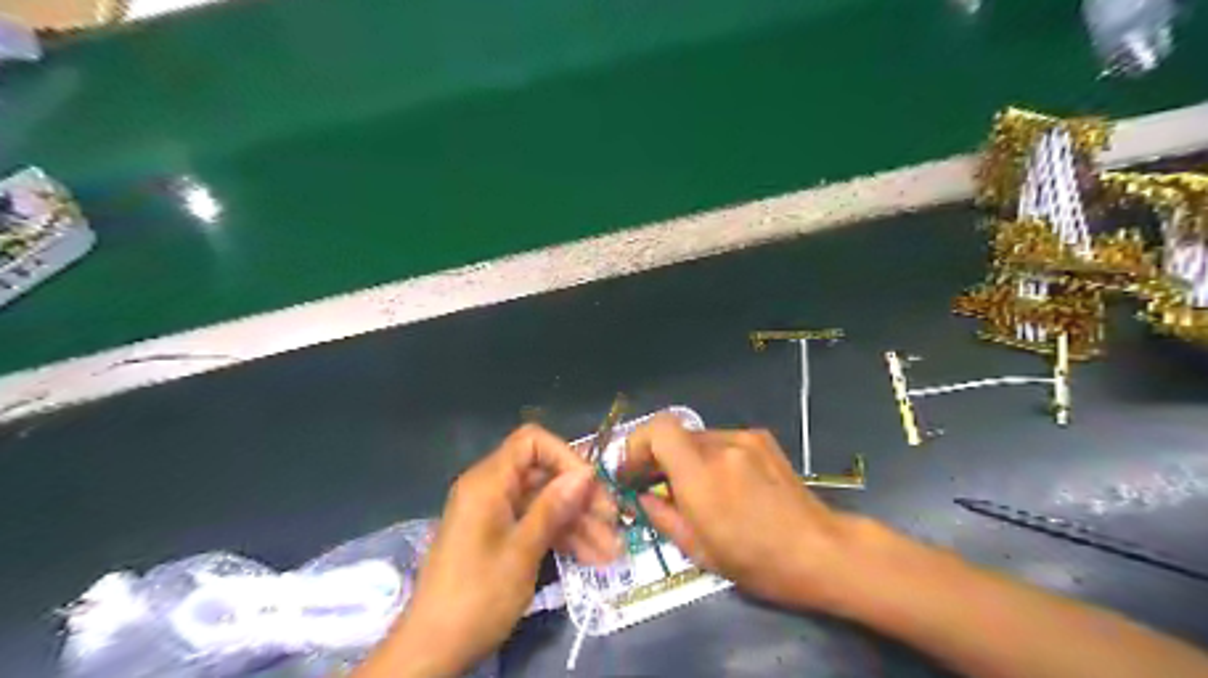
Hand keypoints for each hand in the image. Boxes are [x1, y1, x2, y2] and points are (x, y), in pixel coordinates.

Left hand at [362, 427, 616, 675]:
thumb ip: (554, 507)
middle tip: (613, 523)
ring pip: (545, 504)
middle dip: (581, 497)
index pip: (531, 442)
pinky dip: (562, 538)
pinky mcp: (500, 537)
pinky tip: (593, 558)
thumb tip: (585, 473)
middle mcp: (491, 489)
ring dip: (578, 524)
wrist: (433, 650)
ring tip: (612, 551)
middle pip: (544, 475)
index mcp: (488, 482)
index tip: (591, 485)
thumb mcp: (522, 551)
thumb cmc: (477, 596)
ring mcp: (495, 514)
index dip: (565, 456)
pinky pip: (535, 525)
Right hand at [621, 417, 867, 611]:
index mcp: (702, 475)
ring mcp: (745, 439)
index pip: (658, 429)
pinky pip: (720, 440)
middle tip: (651, 483)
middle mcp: (722, 447)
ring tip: (690, 488)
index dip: (636, 444)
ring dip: (683, 457)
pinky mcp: (761, 438)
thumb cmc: (756, 561)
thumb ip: (662, 515)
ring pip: (696, 437)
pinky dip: (709, 455)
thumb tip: (641, 496)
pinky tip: (722, 482)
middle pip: (673, 433)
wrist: (820, 551)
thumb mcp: (699, 550)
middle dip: (656, 455)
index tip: (631, 472)